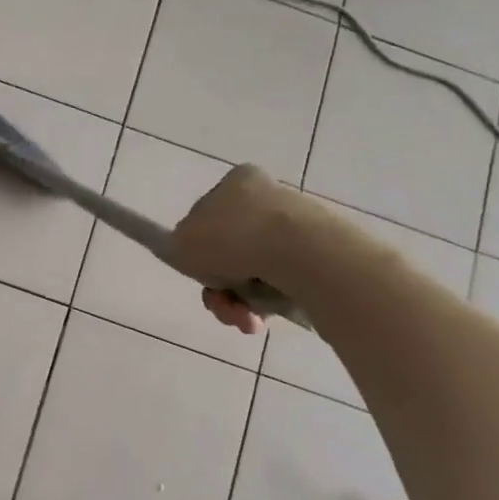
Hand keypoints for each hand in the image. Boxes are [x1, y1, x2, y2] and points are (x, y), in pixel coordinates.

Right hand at [171, 165, 312, 336]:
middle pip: (231, 250)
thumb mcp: (182, 241)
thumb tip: (193, 254)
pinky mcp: (320, 256)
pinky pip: (282, 284)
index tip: (199, 270)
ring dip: (239, 301)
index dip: (198, 248)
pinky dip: (267, 304)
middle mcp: (269, 197)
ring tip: (241, 318)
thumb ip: (178, 245)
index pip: (208, 216)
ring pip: (254, 272)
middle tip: (218, 301)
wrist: (302, 255)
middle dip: (220, 284)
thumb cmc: (234, 239)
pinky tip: (263, 317)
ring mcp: (298, 226)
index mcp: (238, 181)